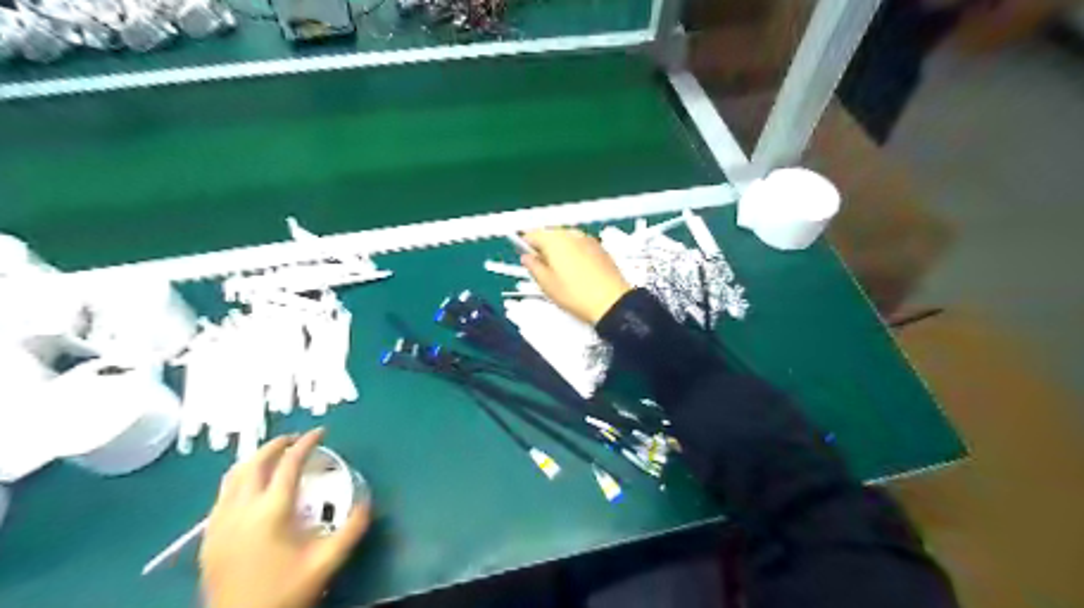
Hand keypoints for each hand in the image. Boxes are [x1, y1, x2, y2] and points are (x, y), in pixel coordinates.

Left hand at [199, 427, 373, 607]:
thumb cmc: (286, 591)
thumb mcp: (327, 561)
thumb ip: (352, 528)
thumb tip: (367, 500)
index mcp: (271, 512)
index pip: (288, 464)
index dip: (306, 443)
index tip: (321, 432)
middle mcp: (241, 509)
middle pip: (255, 462)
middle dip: (277, 444)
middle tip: (297, 439)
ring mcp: (219, 522)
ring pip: (233, 476)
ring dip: (255, 459)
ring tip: (274, 456)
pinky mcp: (208, 536)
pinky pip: (222, 494)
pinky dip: (240, 479)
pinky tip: (252, 488)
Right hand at [518, 228, 631, 324]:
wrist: (611, 303)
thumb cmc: (578, 295)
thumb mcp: (547, 284)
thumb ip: (533, 267)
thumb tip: (527, 258)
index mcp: (555, 240)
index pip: (532, 234)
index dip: (525, 245)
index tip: (525, 256)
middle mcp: (572, 235)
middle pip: (551, 235)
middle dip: (544, 248)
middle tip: (541, 268)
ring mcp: (588, 240)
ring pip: (566, 240)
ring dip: (560, 251)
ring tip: (559, 274)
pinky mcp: (600, 249)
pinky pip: (581, 246)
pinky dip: (575, 255)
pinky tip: (575, 273)